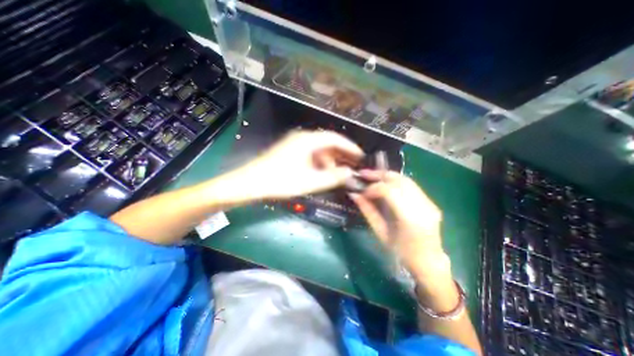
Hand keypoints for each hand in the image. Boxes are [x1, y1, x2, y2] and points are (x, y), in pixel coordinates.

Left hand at [231, 131, 363, 200]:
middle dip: (340, 154)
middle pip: (327, 142)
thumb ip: (332, 177)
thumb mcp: (310, 181)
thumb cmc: (281, 181)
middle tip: (351, 166)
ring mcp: (294, 143)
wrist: (251, 183)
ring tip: (336, 173)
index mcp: (308, 140)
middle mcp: (302, 138)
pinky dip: (319, 162)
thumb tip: (350, 173)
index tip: (360, 156)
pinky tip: (321, 173)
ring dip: (329, 160)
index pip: (335, 138)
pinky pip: (310, 153)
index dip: (349, 146)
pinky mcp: (290, 151)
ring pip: (318, 149)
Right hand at [352, 172, 449, 282]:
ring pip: (406, 180)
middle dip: (380, 175)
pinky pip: (411, 186)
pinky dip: (396, 182)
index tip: (363, 191)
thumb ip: (367, 211)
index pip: (390, 191)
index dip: (374, 187)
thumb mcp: (380, 232)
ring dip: (387, 176)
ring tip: (373, 177)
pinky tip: (386, 184)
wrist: (428, 262)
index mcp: (410, 218)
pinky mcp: (431, 202)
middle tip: (365, 174)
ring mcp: (430, 203)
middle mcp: (423, 206)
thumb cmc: (401, 253)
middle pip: (400, 180)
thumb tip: (354, 194)